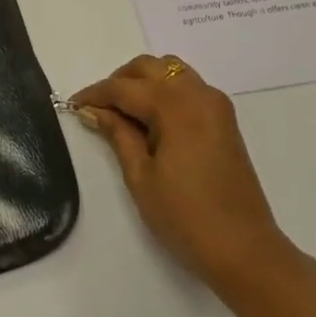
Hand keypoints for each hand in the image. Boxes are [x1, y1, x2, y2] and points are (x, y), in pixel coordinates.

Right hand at [71, 55, 294, 289]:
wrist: (242, 248)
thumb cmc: (184, 215)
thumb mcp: (140, 176)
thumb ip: (117, 134)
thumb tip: (93, 111)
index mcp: (176, 106)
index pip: (125, 87)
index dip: (96, 94)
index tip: (72, 105)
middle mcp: (199, 95)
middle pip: (151, 67)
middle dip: (120, 81)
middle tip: (99, 109)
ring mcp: (216, 106)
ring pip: (172, 72)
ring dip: (144, 83)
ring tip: (124, 114)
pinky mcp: (224, 120)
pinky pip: (189, 89)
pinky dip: (165, 93)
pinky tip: (150, 122)